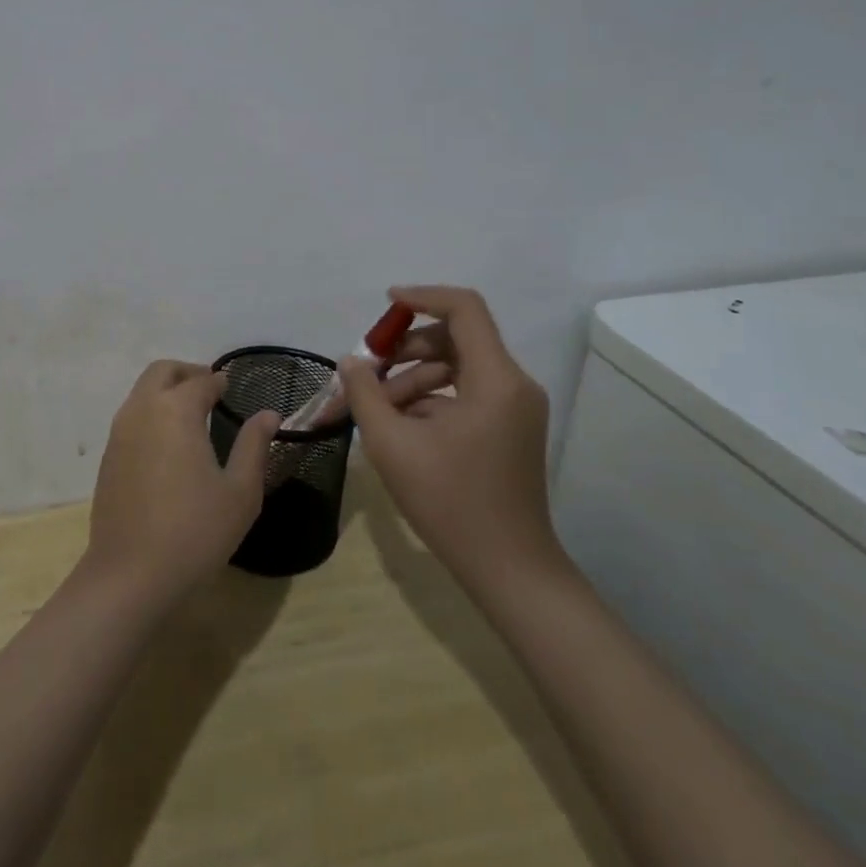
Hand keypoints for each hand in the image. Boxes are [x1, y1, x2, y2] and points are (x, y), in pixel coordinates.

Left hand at [84, 360, 278, 605]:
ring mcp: (119, 432)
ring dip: (165, 390)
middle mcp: (143, 410)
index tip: (231, 387)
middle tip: (209, 389)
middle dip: (187, 373)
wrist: (130, 574)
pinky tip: (168, 442)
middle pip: (162, 371)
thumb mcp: (240, 492)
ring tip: (191, 414)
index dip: (219, 381)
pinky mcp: (108, 456)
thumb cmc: (195, 531)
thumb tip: (269, 414)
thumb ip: (254, 446)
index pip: (201, 381)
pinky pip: (131, 416)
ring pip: (141, 391)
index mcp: (177, 410)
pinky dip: (150, 412)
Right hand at [341, 286, 558, 579]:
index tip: (386, 305)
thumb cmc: (450, 502)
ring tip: (376, 407)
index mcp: (495, 379)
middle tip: (367, 369)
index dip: (422, 297)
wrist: (508, 569)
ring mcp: (514, 408)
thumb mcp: (392, 444)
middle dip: (406, 347)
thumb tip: (352, 362)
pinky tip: (398, 425)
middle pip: (456, 338)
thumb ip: (365, 393)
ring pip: (457, 368)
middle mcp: (513, 384)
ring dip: (413, 376)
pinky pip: (465, 394)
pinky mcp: (508, 428)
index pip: (464, 309)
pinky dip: (430, 399)